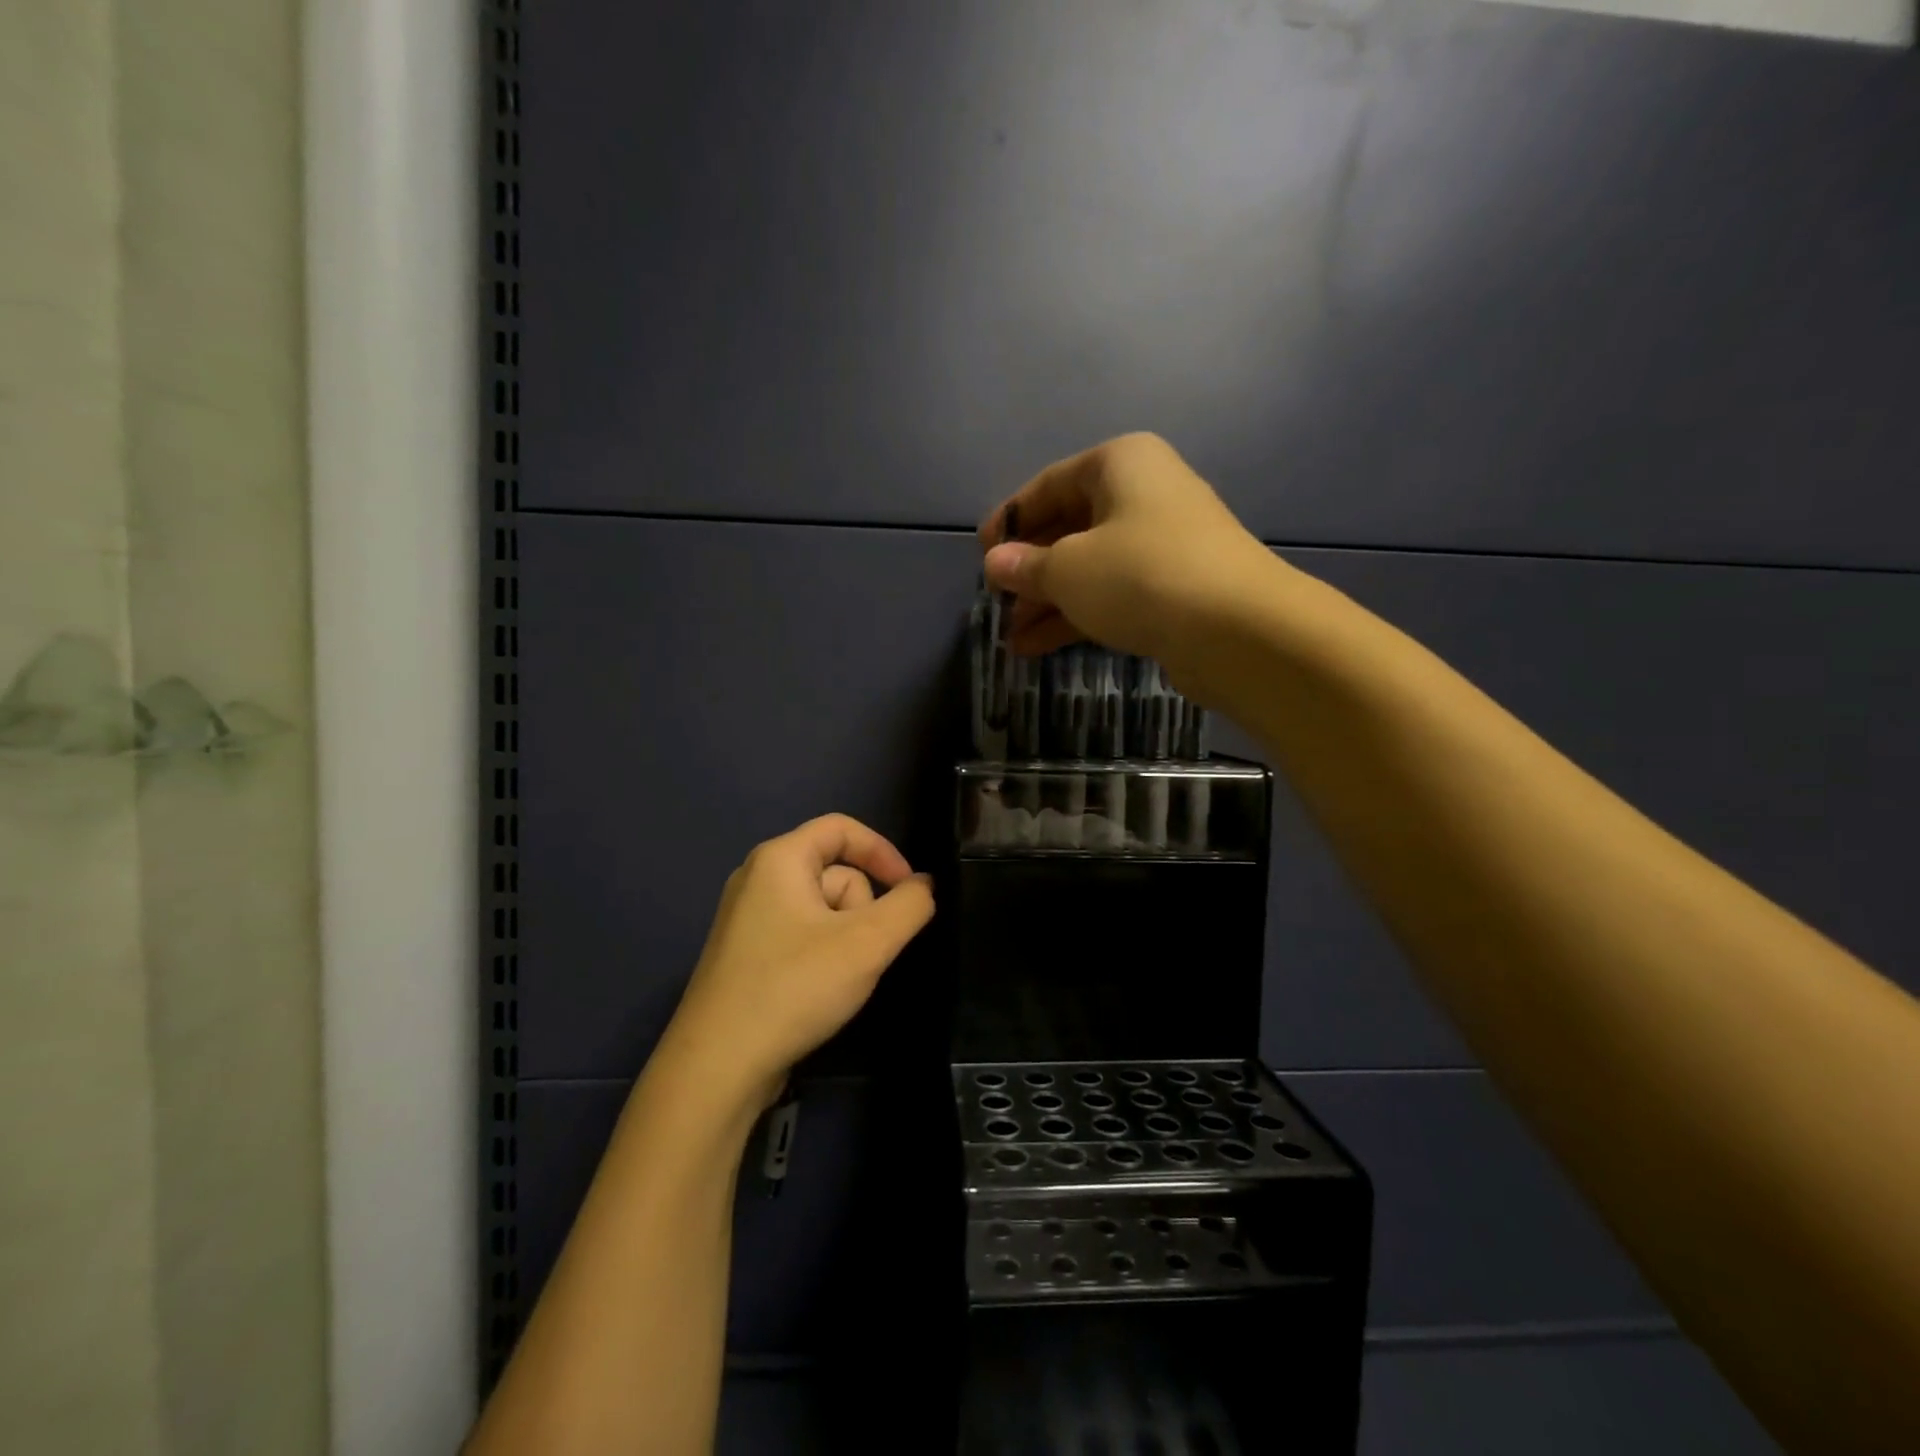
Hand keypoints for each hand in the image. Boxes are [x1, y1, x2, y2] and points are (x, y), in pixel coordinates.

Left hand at [659, 814, 935, 1110]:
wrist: (718, 1066)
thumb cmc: (794, 988)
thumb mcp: (867, 943)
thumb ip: (909, 906)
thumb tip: (924, 886)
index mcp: (779, 859)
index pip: (842, 828)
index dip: (884, 852)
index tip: (910, 891)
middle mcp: (757, 878)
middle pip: (835, 872)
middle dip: (861, 909)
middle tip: (860, 953)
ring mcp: (747, 918)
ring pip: (821, 908)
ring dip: (845, 937)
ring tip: (837, 978)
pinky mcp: (745, 954)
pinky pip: (800, 934)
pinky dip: (822, 953)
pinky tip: (818, 990)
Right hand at [978, 432, 1279, 680]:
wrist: (1238, 630)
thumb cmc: (1141, 576)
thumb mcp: (1068, 569)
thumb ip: (1025, 567)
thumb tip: (994, 564)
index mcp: (1120, 464)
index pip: (1048, 485)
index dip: (1009, 520)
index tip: (981, 554)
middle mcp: (1144, 495)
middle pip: (1070, 528)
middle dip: (1029, 571)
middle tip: (996, 603)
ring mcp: (1163, 544)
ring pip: (1090, 568)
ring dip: (1047, 602)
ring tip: (1010, 637)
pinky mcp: (1174, 589)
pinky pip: (1112, 595)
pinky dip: (1076, 617)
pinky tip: (1037, 647)